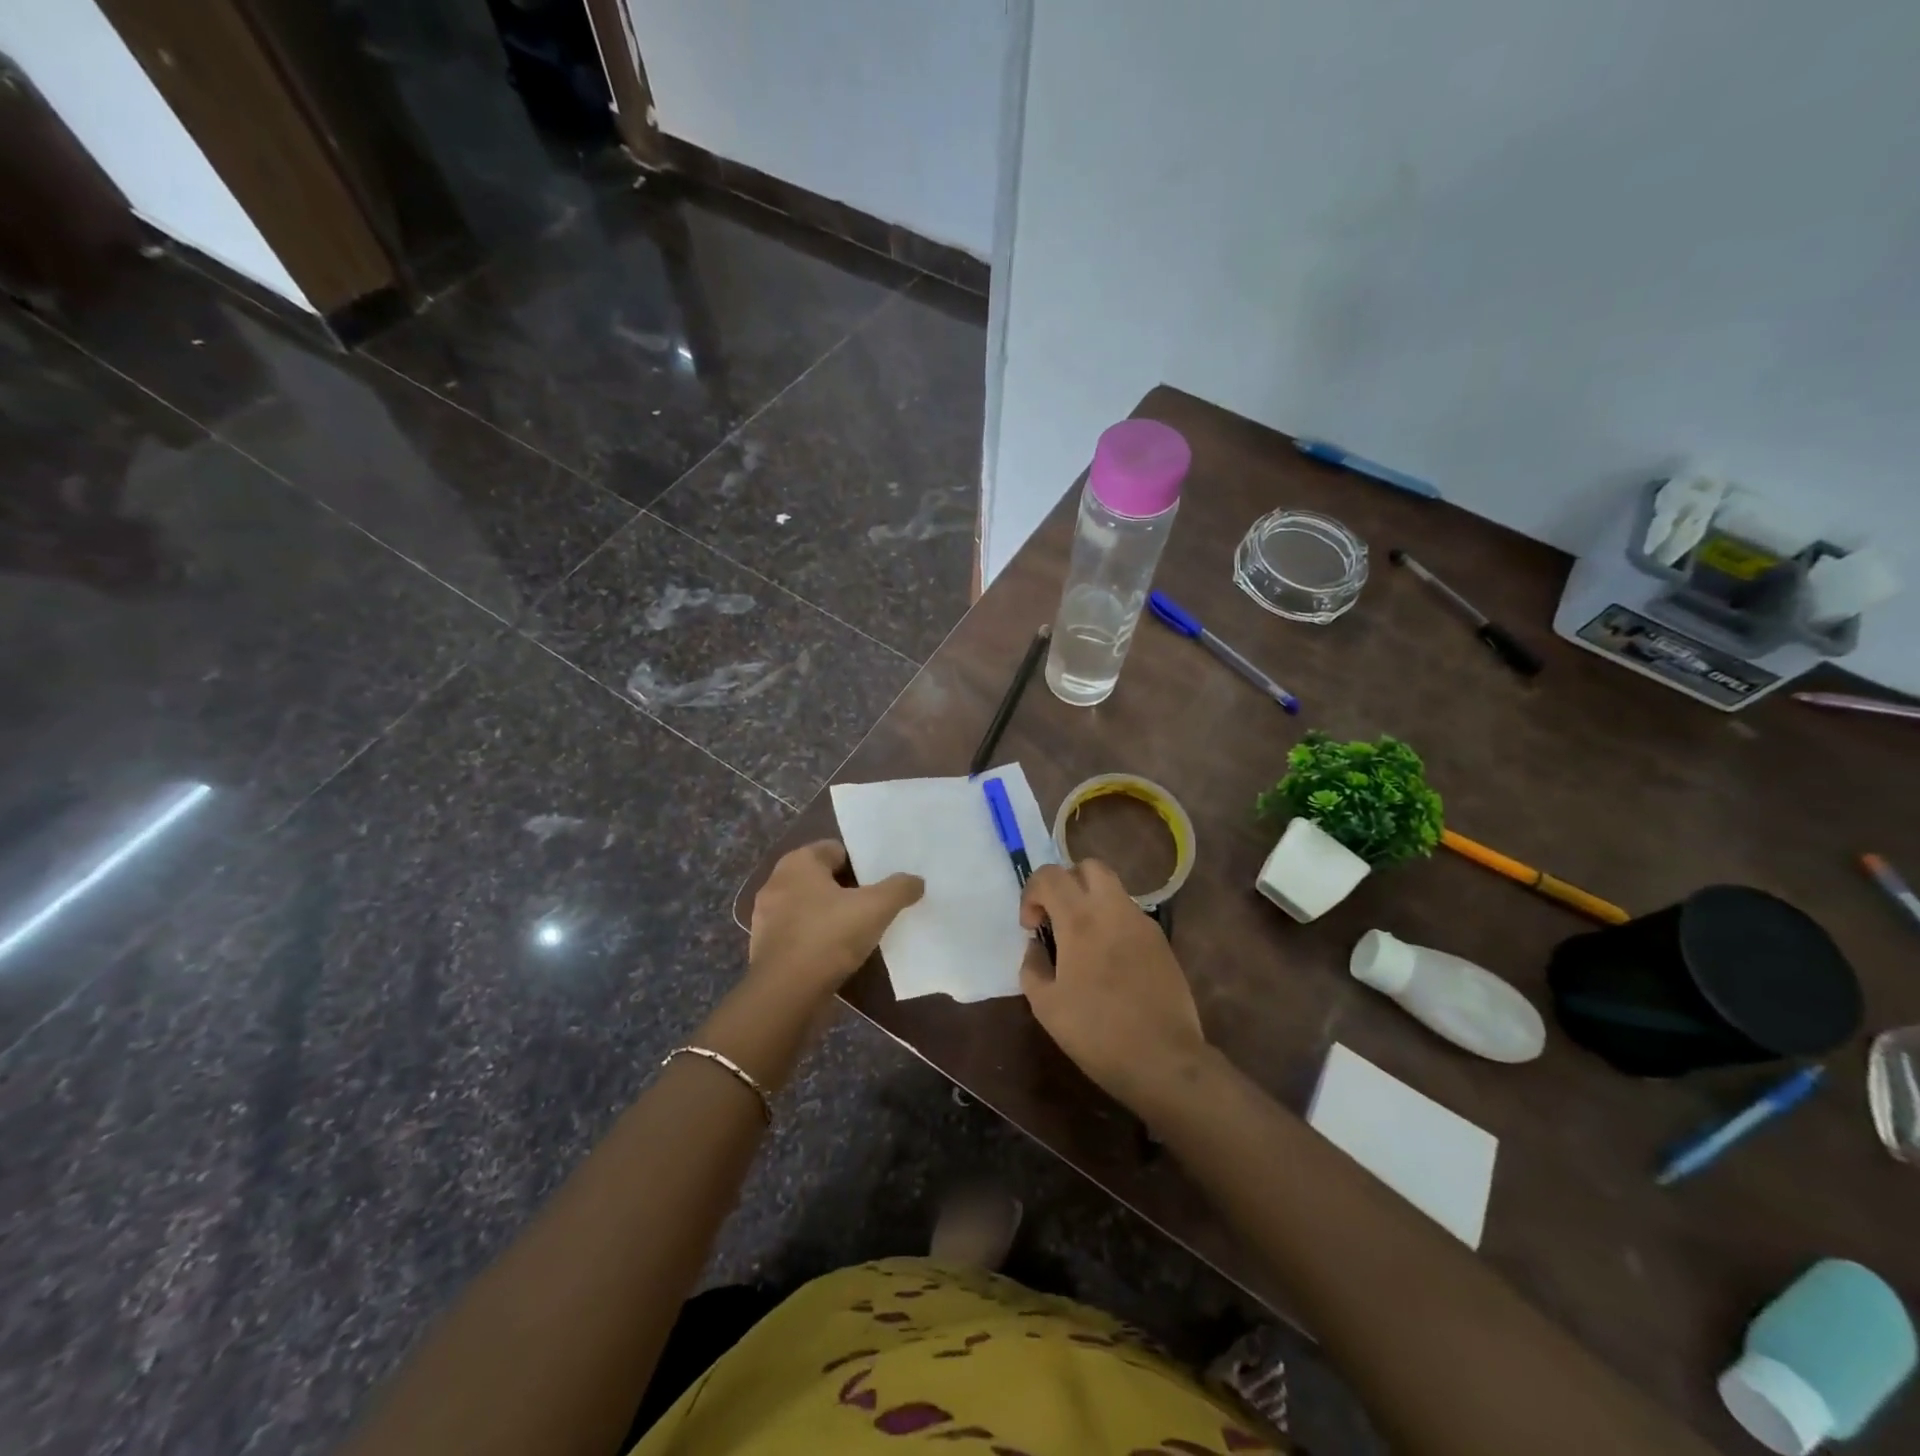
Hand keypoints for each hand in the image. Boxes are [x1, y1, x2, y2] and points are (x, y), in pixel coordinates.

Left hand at [747, 841, 923, 1006]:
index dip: (860, 863)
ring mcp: (766, 917)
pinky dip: (816, 939)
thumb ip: (899, 888)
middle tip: (874, 904)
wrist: (785, 994)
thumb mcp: (876, 907)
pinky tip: (837, 954)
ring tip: (859, 931)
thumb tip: (916, 881)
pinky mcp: (766, 948)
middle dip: (846, 889)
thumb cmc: (828, 936)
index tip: (880, 881)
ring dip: (830, 915)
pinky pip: (799, 934)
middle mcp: (777, 883)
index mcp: (798, 862)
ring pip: (809, 907)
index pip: (835, 849)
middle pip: (822, 878)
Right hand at [1019, 860, 1210, 1110]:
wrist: (1164, 1060)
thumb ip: (1032, 966)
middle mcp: (1114, 910)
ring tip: (1083, 942)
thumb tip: (1037, 947)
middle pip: (1089, 866)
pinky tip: (1110, 962)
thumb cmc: (1097, 1033)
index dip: (1032, 893)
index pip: (1050, 875)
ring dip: (1091, 902)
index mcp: (1081, 920)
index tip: (1032, 927)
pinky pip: (1130, 916)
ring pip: (1113, 889)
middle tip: (1058, 918)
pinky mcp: (1162, 941)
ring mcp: (1142, 923)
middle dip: (1067, 883)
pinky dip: (1113, 923)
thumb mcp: (1046, 1006)